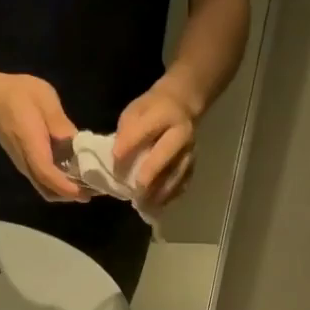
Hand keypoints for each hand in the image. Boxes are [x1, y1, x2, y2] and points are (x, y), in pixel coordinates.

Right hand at [0, 72, 88, 202]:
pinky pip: (46, 183)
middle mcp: (27, 162)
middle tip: (98, 188)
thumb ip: (60, 123)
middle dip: (73, 195)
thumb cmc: (17, 95)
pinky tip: (78, 175)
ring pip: (47, 190)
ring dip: (68, 192)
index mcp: (31, 145)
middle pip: (49, 190)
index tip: (87, 192)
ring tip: (91, 184)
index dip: (66, 186)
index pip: (46, 173)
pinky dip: (62, 186)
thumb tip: (77, 143)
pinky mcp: (29, 165)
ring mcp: (26, 166)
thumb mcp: (44, 99)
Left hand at [115, 81, 199, 207]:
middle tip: (136, 191)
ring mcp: (190, 149)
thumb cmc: (151, 110)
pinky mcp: (193, 163)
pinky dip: (171, 195)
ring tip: (146, 205)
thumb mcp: (134, 111)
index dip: (129, 144)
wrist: (181, 104)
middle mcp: (181, 132)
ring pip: (178, 172)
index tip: (115, 159)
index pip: (145, 129)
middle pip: (167, 154)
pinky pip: (185, 181)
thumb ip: (126, 131)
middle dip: (151, 173)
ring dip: (162, 191)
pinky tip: (158, 205)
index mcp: (164, 114)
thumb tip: (118, 158)